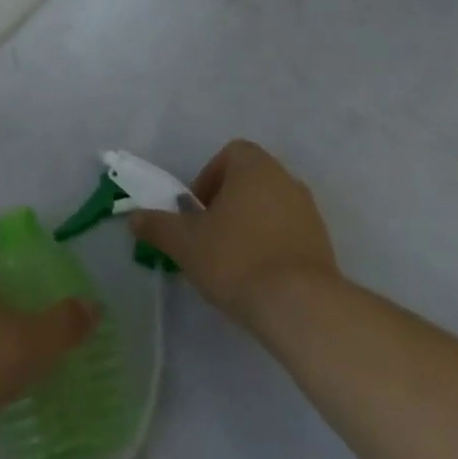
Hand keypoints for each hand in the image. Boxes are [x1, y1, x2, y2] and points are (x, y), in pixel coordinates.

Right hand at [129, 139, 340, 325]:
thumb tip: (135, 217)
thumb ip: (157, 226)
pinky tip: (257, 275)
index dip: (208, 176)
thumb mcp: (184, 242)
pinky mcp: (323, 243)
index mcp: (255, 167)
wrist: (299, 305)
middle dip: (227, 202)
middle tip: (208, 234)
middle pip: (250, 180)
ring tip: (231, 258)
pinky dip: (271, 244)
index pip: (231, 153)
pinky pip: (289, 232)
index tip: (196, 209)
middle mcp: (286, 180)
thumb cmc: (235, 258)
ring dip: (250, 223)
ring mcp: (309, 212)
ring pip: (270, 206)